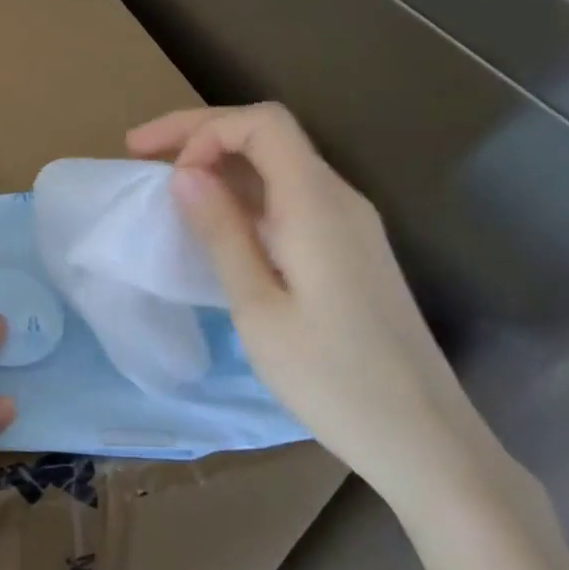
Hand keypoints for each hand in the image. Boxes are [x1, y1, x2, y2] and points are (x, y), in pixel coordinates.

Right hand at [128, 103, 503, 512]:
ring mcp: (350, 224)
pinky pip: (289, 196)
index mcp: (317, 205)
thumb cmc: (334, 380)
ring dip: (219, 161)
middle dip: (200, 133)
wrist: (429, 445)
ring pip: (277, 164)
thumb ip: (221, 232)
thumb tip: (183, 173)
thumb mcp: (258, 308)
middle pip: (267, 134)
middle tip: (139, 150)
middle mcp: (339, 199)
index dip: (203, 129)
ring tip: (167, 182)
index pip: (262, 124)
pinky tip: (216, 219)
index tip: (162, 168)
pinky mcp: (350, 250)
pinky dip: (242, 191)